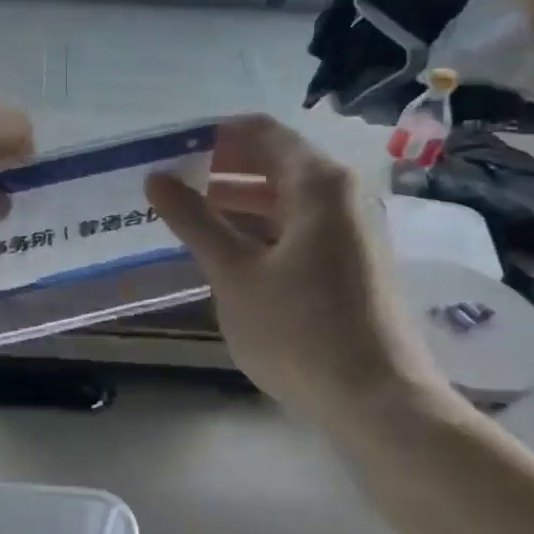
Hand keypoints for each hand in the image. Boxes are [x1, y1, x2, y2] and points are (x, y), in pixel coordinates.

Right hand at [147, 115, 443, 422]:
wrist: (378, 402)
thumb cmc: (300, 330)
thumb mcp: (234, 273)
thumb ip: (194, 220)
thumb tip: (156, 177)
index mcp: (317, 183)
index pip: (258, 132)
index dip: (211, 136)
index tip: (168, 151)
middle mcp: (338, 195)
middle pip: (271, 161)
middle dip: (218, 169)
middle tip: (166, 186)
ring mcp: (347, 230)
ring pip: (281, 197)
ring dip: (234, 202)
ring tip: (183, 218)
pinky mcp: (347, 262)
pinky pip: (294, 226)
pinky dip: (256, 229)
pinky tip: (221, 251)